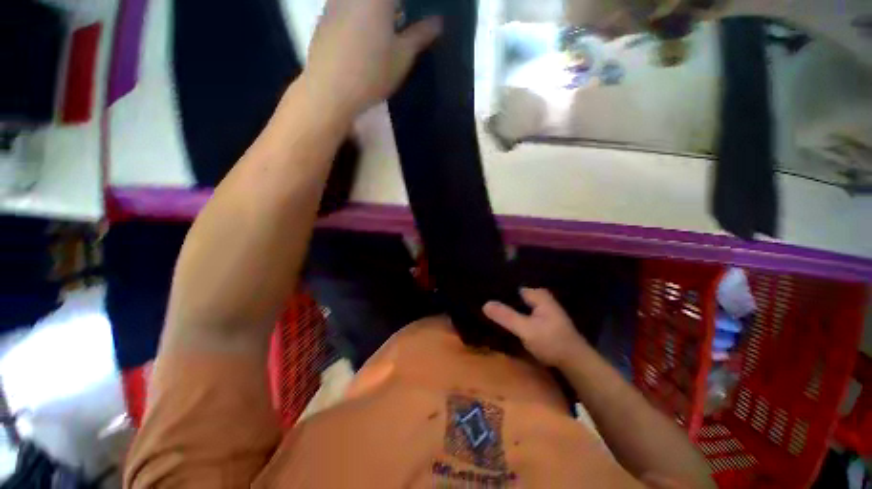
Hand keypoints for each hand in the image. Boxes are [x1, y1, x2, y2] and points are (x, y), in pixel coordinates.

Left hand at [304, 0, 441, 117]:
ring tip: (391, 23)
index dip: (413, 5)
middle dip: (397, 8)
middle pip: (382, 0)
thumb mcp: (402, 57)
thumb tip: (437, 22)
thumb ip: (420, 36)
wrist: (329, 90)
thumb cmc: (371, 74)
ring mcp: (336, 0)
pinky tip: (367, 31)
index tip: (420, 15)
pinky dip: (362, 11)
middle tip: (407, 19)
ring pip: (363, 1)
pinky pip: (349, 4)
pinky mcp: (325, 14)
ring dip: (380, 10)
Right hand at [483, 288, 588, 367]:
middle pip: (514, 296)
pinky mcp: (540, 320)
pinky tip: (502, 320)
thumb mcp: (527, 329)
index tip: (482, 294)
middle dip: (500, 300)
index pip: (512, 287)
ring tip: (488, 310)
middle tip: (482, 304)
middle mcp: (540, 297)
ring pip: (517, 305)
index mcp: (538, 295)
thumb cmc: (552, 342)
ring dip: (506, 309)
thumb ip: (506, 316)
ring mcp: (541, 309)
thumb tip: (485, 304)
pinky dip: (513, 316)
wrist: (575, 363)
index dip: (497, 291)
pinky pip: (522, 313)